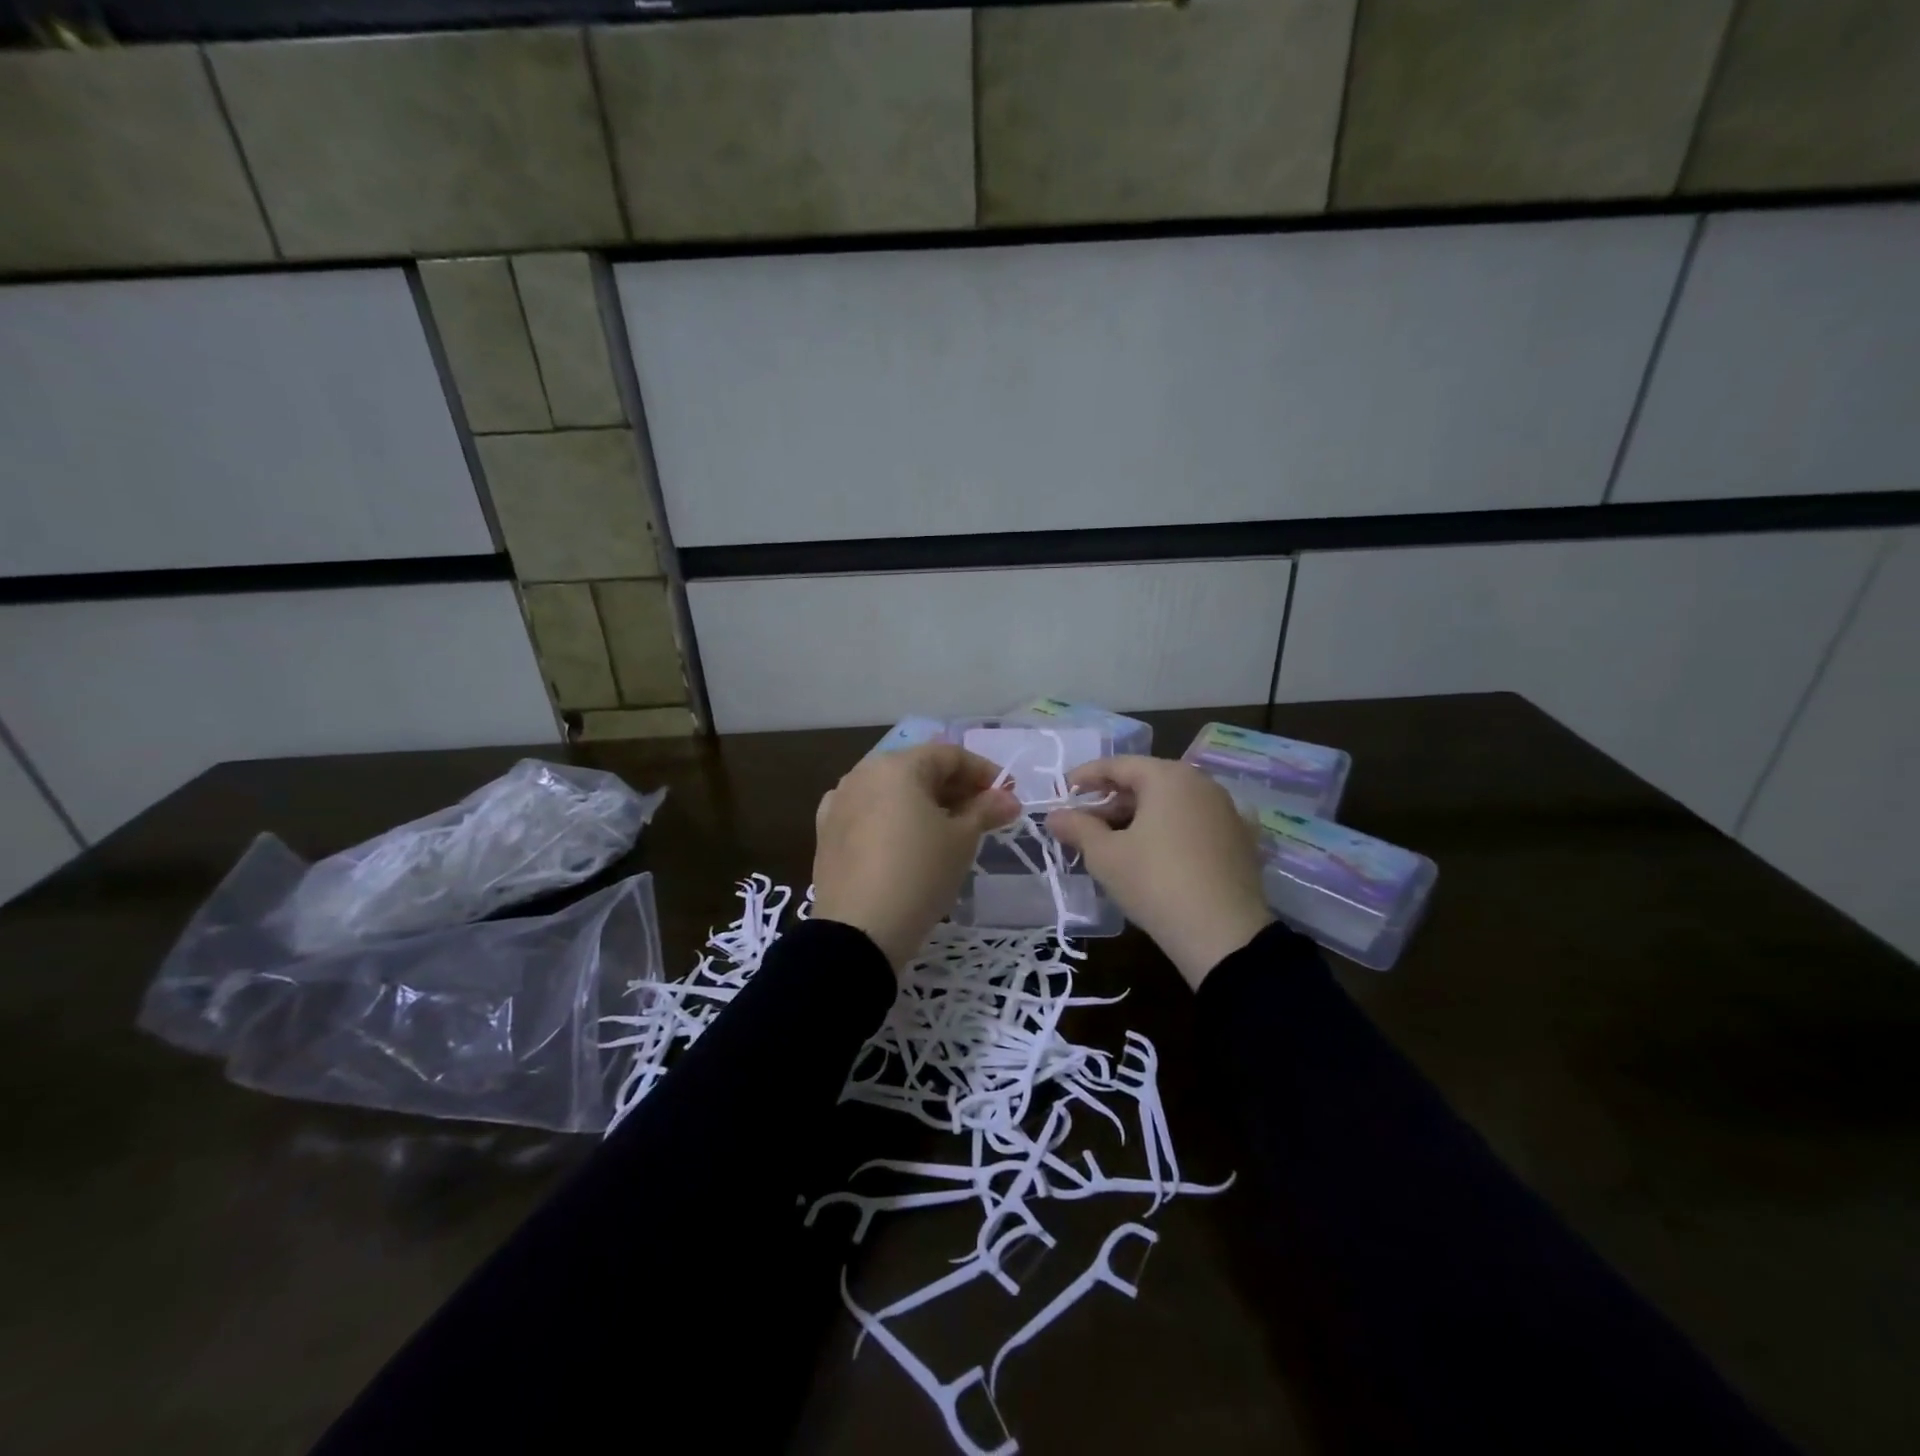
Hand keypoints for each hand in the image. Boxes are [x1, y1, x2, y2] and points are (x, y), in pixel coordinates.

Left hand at [813, 744, 1020, 969]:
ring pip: (891, 791)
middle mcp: (862, 773)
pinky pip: (867, 813)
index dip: (983, 772)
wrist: (859, 930)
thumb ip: (985, 810)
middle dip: (954, 787)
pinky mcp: (826, 832)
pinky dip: (891, 818)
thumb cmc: (920, 873)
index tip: (1006, 796)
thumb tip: (1008, 798)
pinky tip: (904, 839)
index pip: (949, 755)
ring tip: (948, 829)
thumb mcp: (962, 841)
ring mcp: (839, 802)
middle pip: (918, 769)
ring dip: (924, 802)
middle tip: (983, 814)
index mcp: (897, 765)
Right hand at [1048, 756, 1271, 989]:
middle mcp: (1202, 784)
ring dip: (1141, 817)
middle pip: (1148, 782)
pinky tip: (1157, 853)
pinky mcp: (1241, 841)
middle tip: (1085, 824)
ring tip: (1115, 842)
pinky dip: (1171, 831)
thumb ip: (1077, 828)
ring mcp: (1227, 812)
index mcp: (1168, 777)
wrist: (1223, 935)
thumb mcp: (1105, 855)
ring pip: (1173, 804)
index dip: (1086, 777)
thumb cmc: (1154, 882)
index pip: (1118, 765)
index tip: (1063, 792)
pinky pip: (1195, 825)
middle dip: (1113, 800)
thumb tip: (1054, 816)